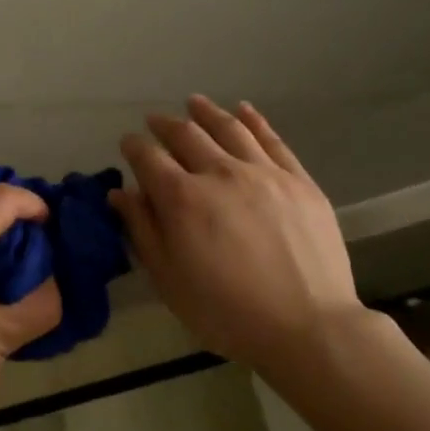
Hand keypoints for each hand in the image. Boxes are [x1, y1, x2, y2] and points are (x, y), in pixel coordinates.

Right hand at [111, 96, 361, 374]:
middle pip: (186, 134)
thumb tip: (120, 193)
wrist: (309, 328)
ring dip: (206, 112)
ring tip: (193, 103)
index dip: (134, 146)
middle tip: (155, 121)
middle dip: (165, 124)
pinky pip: (271, 139)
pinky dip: (254, 120)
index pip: (148, 157)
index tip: (128, 143)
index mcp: (182, 198)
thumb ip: (142, 231)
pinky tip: (244, 110)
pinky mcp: (297, 179)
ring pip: (228, 127)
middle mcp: (219, 172)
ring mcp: (262, 172)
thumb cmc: (228, 313)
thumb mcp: (170, 281)